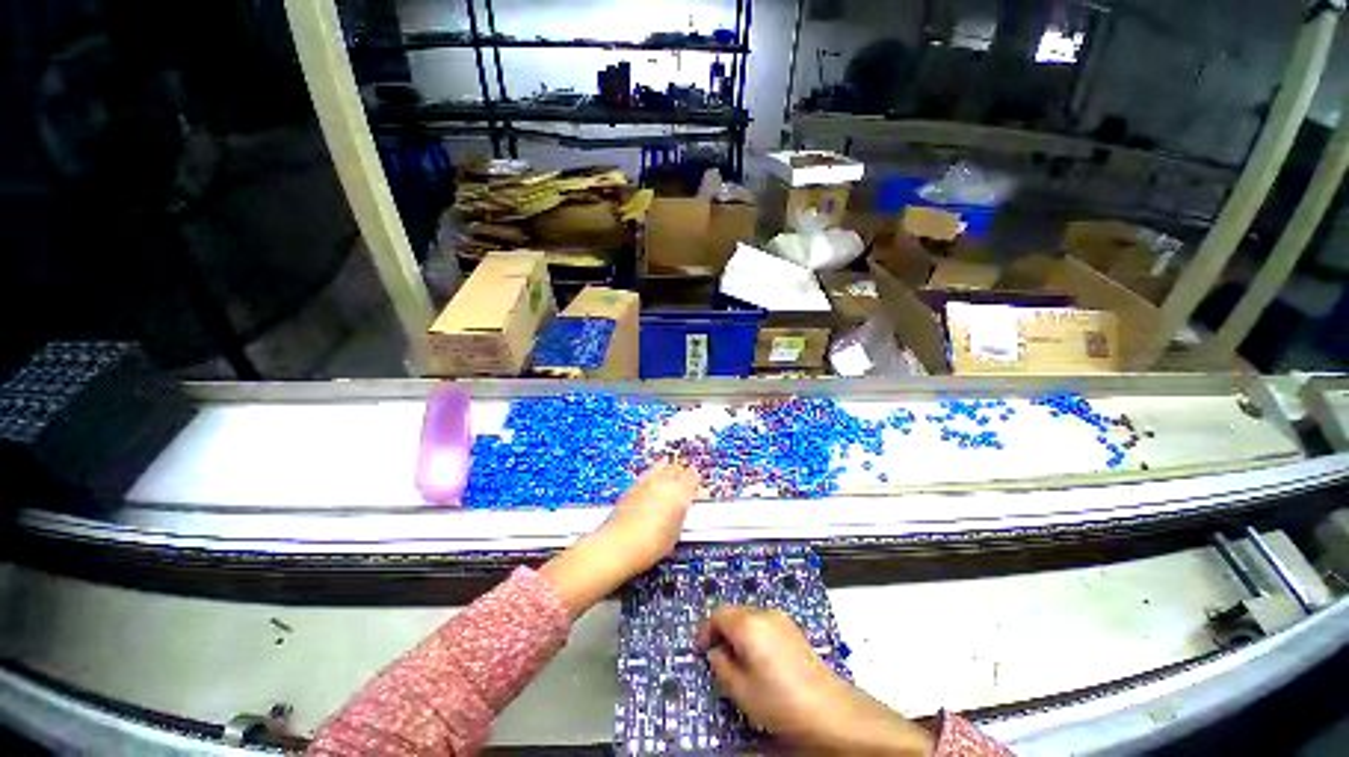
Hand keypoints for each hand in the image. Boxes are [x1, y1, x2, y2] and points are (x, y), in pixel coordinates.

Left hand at [540, 463, 698, 618]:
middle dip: (681, 472)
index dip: (695, 479)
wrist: (618, 546)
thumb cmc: (648, 545)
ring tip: (669, 473)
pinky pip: (648, 473)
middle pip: (677, 467)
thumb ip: (680, 514)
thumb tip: (679, 510)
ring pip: (661, 466)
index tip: (696, 483)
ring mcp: (647, 481)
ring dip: (667, 469)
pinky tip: (652, 483)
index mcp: (679, 494)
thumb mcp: (675, 534)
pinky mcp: (633, 485)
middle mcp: (664, 482)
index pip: (693, 476)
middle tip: (684, 479)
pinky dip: (653, 475)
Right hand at [698, 607, 934, 755]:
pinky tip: (757, 657)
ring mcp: (780, 619)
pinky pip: (763, 622)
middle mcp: (764, 614)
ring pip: (748, 615)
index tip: (699, 649)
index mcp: (748, 624)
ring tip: (736, 658)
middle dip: (720, 629)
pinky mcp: (792, 628)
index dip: (704, 631)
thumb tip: (714, 653)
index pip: (717, 615)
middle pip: (732, 611)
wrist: (828, 708)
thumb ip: (721, 666)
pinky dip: (753, 632)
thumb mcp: (741, 690)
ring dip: (736, 630)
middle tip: (714, 653)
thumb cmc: (781, 701)